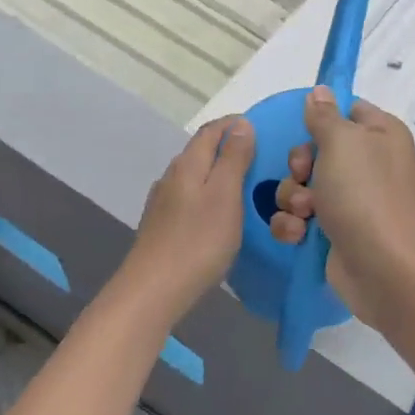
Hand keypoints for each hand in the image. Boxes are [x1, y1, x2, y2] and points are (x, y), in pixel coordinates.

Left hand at [123, 116, 254, 312]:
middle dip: (228, 146)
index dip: (235, 124)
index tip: (261, 128)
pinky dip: (208, 193)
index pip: (211, 130)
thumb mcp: (225, 195)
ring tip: (244, 184)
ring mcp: (163, 201)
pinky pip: (189, 197)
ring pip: (194, 174)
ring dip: (218, 171)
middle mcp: (172, 176)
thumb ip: (233, 158)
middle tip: (260, 157)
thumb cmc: (198, 240)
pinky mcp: (161, 224)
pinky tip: (218, 211)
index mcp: (188, 163)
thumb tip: (241, 124)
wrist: (153, 290)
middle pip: (201, 150)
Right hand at [269, 87, 414, 325]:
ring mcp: (352, 202)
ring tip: (305, 213)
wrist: (386, 269)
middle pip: (316, 149)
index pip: (347, 110)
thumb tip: (321, 91)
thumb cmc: (366, 194)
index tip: (305, 128)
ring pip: (303, 185)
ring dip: (293, 197)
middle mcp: (368, 164)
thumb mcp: (343, 142)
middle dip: (299, 164)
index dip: (322, 118)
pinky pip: (301, 219)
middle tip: (303, 175)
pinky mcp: (336, 233)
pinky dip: (294, 225)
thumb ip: (325, 115)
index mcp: (380, 134)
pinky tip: (298, 235)